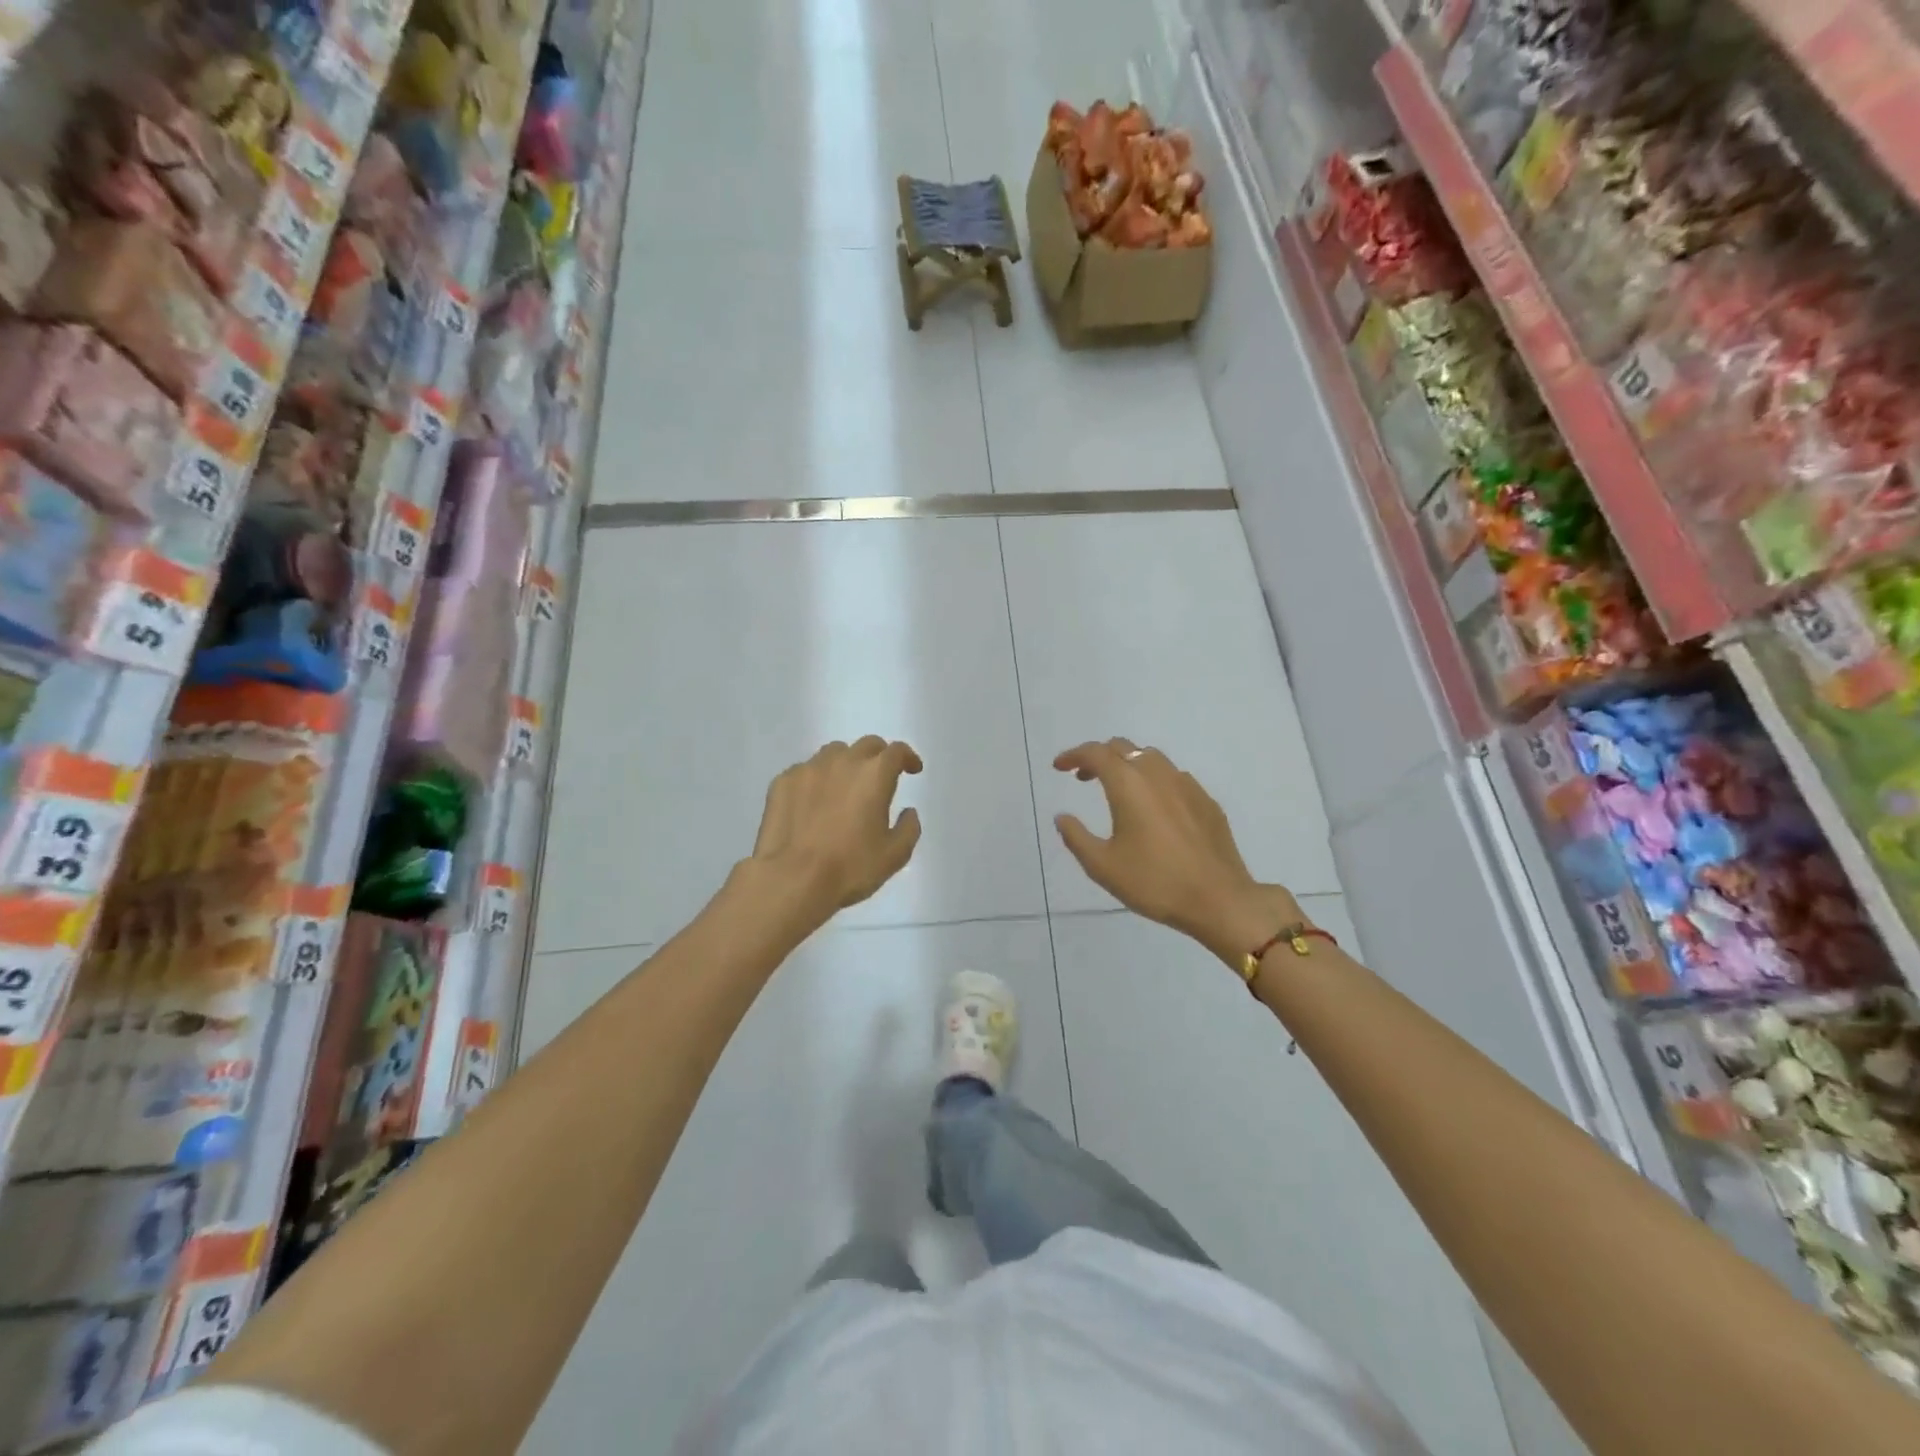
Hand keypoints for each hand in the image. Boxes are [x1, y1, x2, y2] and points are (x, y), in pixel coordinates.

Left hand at [748, 737, 922, 920]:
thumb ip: (908, 828)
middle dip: (878, 757)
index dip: (908, 757)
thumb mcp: (894, 855)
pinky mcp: (783, 782)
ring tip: (844, 787)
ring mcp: (809, 769)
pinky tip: (813, 802)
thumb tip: (908, 812)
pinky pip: (805, 771)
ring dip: (846, 764)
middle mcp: (842, 761)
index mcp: (874, 774)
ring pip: (833, 753)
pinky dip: (816, 780)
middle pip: (866, 745)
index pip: (896, 751)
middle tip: (880, 777)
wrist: (792, 879)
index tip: (912, 769)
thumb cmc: (850, 868)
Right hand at [1054, 738, 1301, 967]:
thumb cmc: (1154, 882)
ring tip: (1117, 790)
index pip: (1096, 753)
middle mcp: (1157, 774)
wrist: (1219, 900)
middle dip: (1098, 757)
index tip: (1059, 767)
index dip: (1073, 755)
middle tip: (1083, 778)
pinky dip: (1153, 781)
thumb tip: (1062, 817)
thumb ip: (1076, 837)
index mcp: (1129, 785)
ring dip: (1127, 764)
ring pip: (1151, 758)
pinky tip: (1153, 808)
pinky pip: (1173, 777)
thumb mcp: (1102, 866)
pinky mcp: (1206, 801)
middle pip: (1123, 747)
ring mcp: (1187, 785)